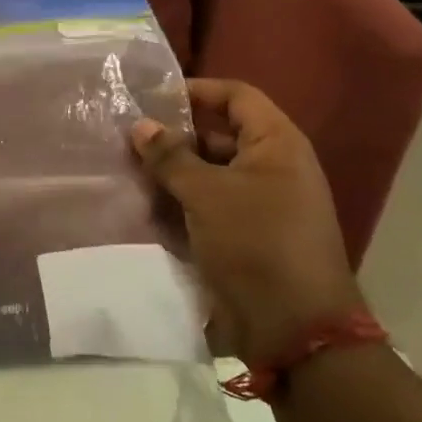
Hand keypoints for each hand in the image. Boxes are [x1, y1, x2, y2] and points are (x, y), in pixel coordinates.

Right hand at [131, 80, 362, 364]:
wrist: (295, 331)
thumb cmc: (255, 244)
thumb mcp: (206, 194)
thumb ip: (170, 156)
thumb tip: (139, 125)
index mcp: (276, 144)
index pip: (236, 96)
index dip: (196, 90)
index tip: (152, 97)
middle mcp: (272, 167)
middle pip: (218, 134)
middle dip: (174, 137)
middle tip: (128, 139)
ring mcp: (260, 203)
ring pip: (208, 173)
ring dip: (171, 174)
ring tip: (127, 172)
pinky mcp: (245, 235)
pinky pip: (208, 206)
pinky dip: (180, 203)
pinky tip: (144, 207)